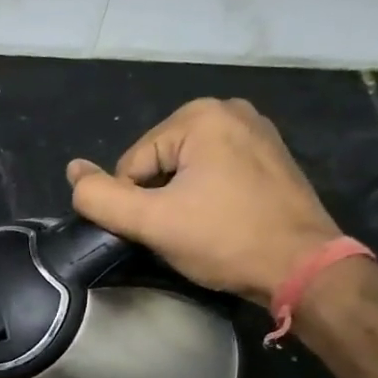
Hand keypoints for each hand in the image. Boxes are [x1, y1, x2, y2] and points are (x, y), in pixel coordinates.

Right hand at [66, 98, 342, 305]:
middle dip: (159, 199)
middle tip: (183, 232)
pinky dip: (208, 195)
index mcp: (199, 116)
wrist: (304, 268)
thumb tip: (72, 171)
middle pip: (158, 162)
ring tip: (203, 229)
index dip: (135, 204)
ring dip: (181, 200)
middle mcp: (229, 109)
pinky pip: (215, 171)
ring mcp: (256, 130)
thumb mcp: (151, 222)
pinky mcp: (271, 154)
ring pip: (185, 169)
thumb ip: (101, 198)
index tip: (162, 230)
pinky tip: (222, 220)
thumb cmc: (225, 240)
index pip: (132, 164)